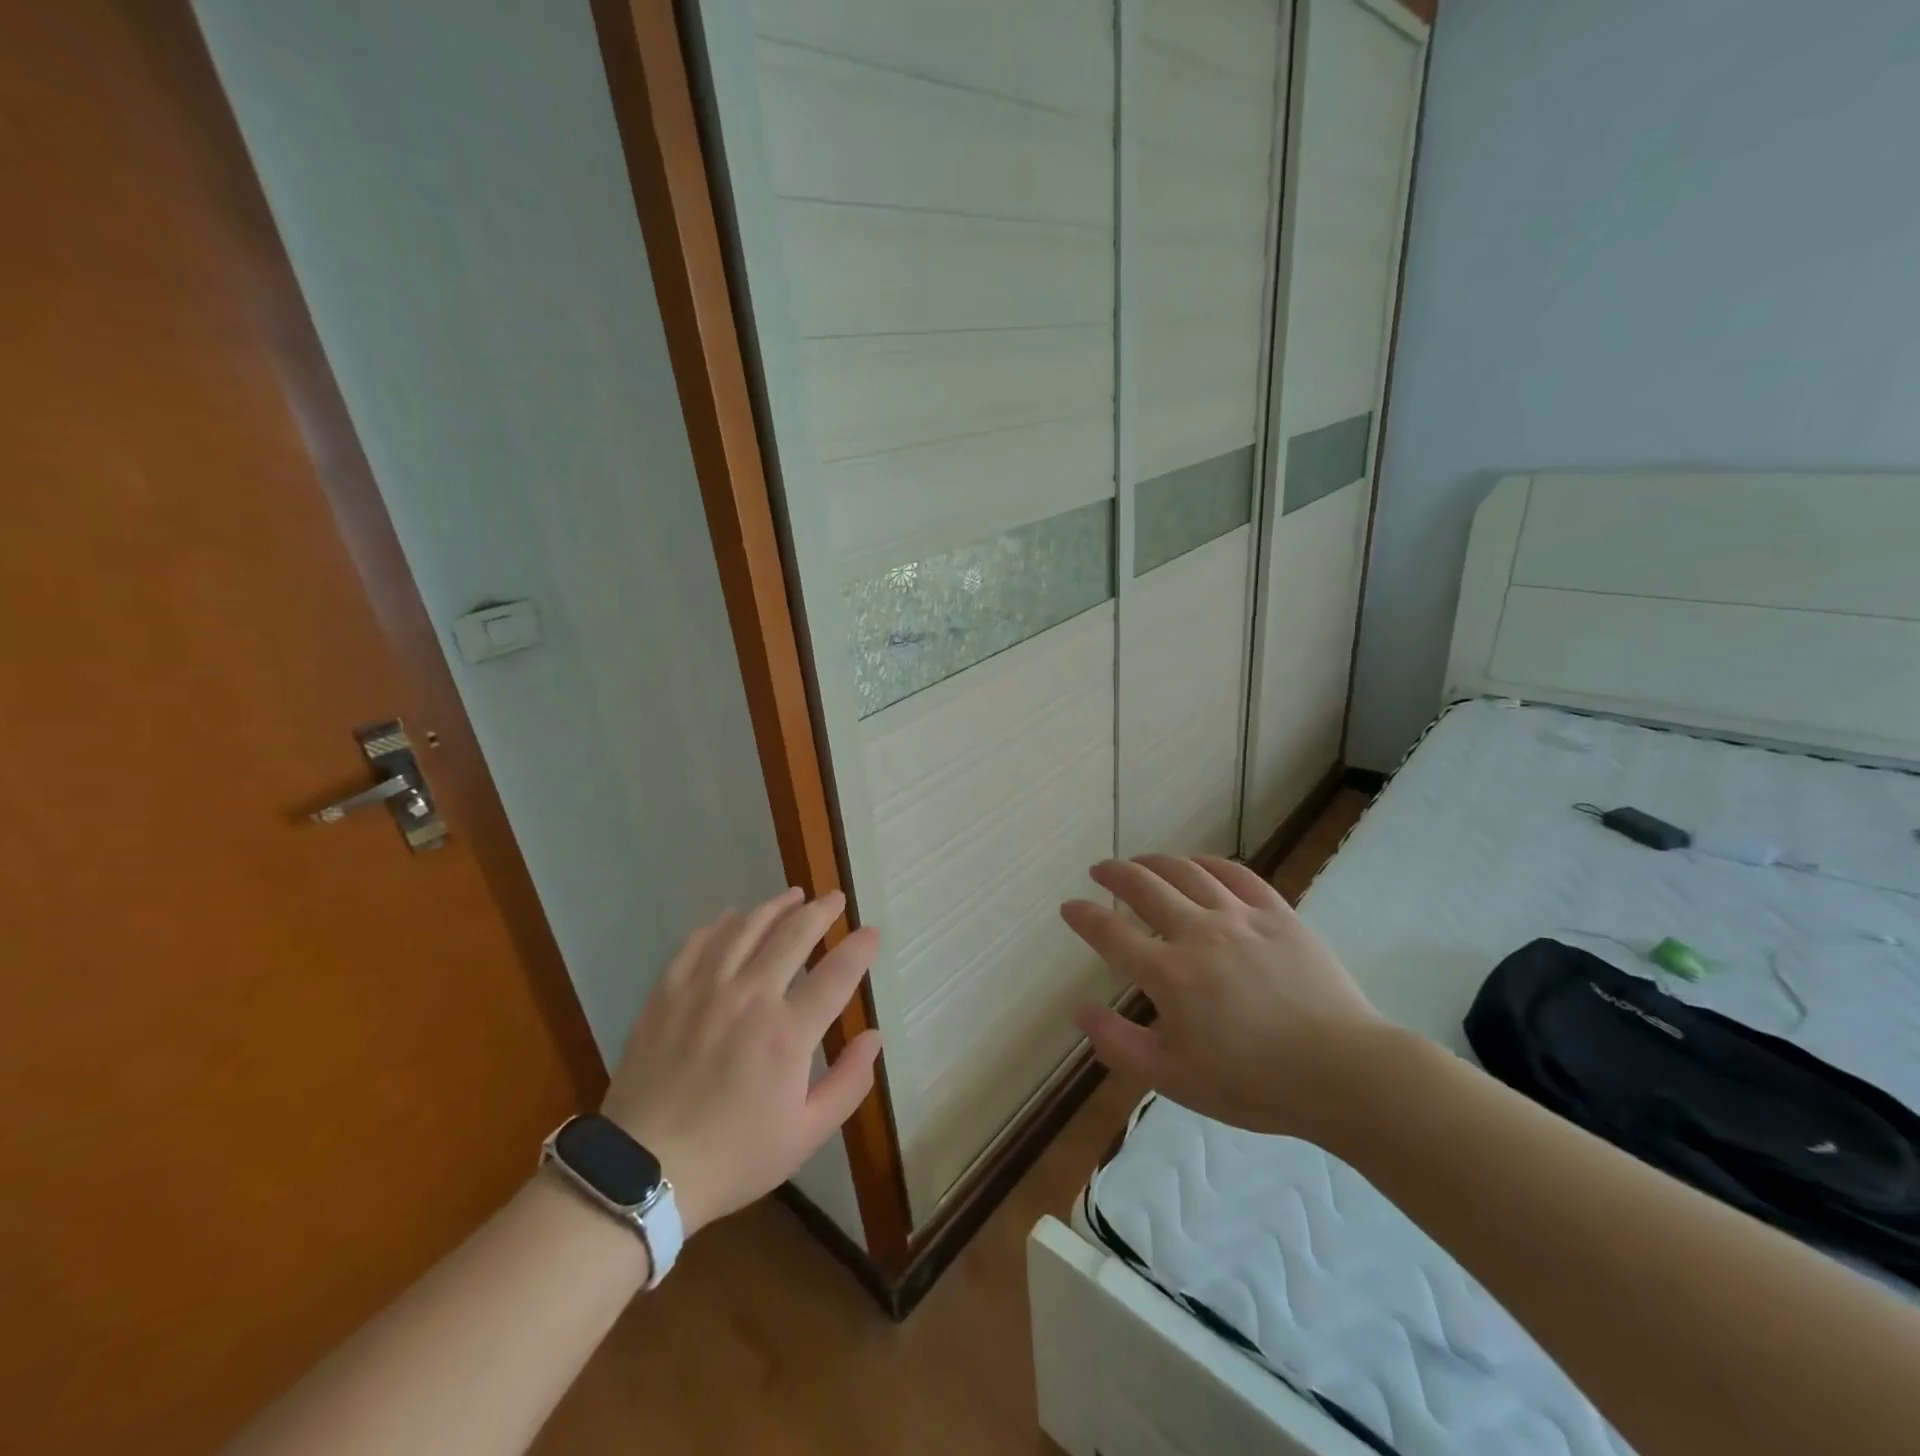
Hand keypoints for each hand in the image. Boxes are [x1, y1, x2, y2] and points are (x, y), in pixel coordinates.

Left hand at [600, 888, 880, 1236]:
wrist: (642, 1171)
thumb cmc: (733, 1157)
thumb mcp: (805, 1135)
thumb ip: (848, 1083)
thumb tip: (874, 1037)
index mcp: (787, 1034)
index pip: (837, 973)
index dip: (859, 948)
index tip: (871, 932)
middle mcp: (750, 997)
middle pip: (793, 935)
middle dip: (821, 911)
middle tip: (835, 898)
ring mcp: (705, 989)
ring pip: (747, 928)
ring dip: (775, 906)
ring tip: (793, 896)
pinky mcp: (668, 992)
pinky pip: (699, 942)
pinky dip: (722, 924)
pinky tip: (733, 918)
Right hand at [1062, 855, 1384, 1138]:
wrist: (1342, 1073)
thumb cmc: (1253, 1083)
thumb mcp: (1174, 1079)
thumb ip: (1119, 1044)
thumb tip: (1079, 1010)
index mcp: (1170, 974)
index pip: (1111, 933)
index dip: (1084, 917)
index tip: (1070, 907)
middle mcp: (1199, 932)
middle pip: (1144, 887)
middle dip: (1114, 874)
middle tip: (1100, 870)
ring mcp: (1241, 917)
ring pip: (1187, 872)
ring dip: (1155, 862)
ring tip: (1141, 862)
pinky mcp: (1278, 913)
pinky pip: (1236, 873)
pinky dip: (1207, 862)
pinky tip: (1197, 864)